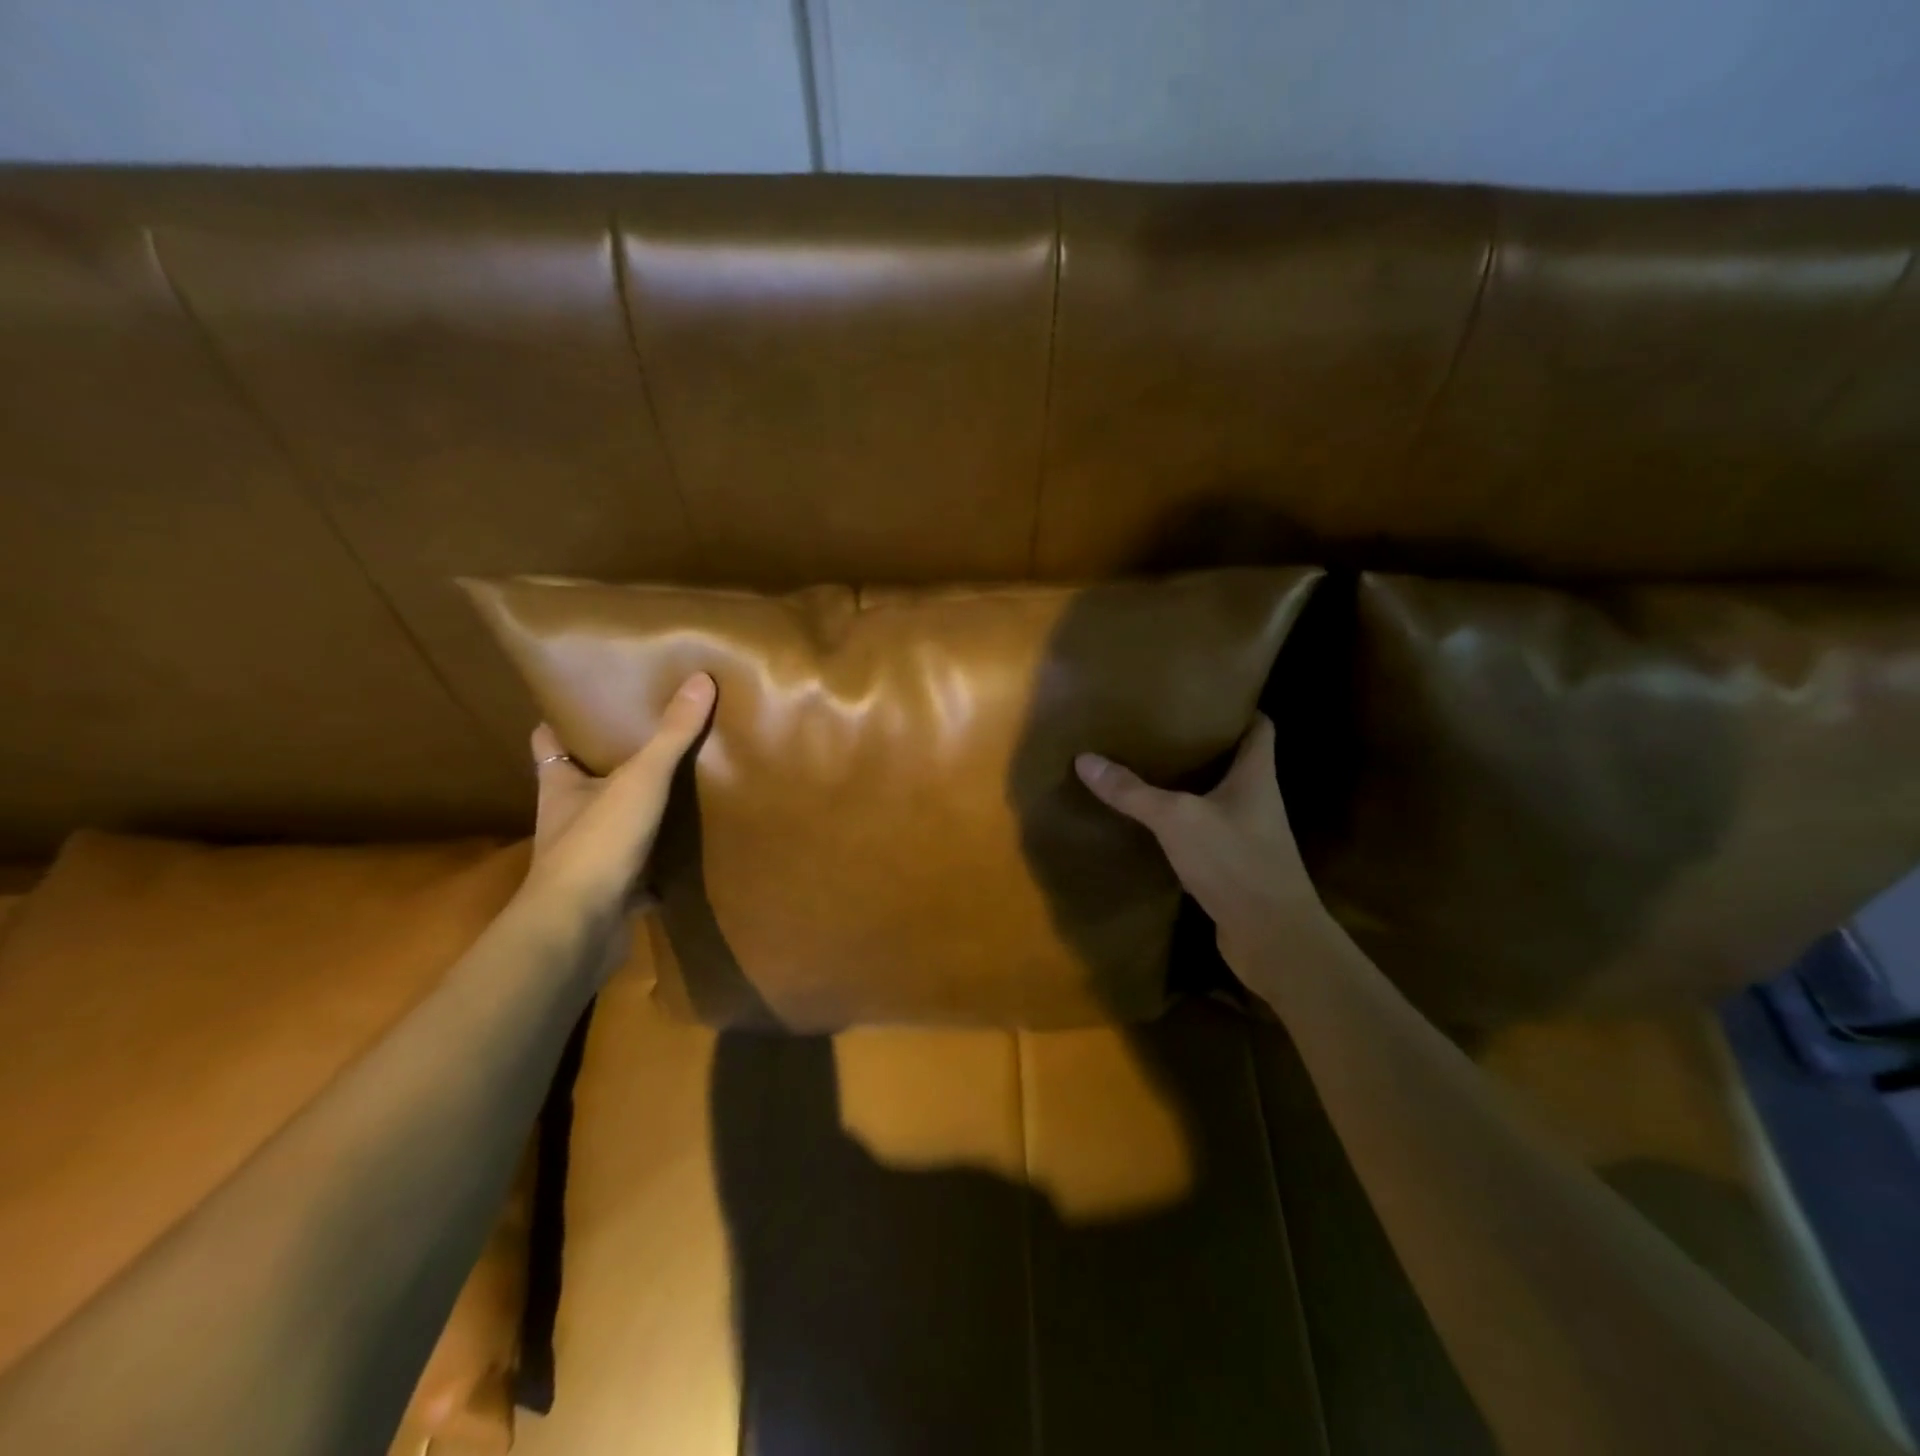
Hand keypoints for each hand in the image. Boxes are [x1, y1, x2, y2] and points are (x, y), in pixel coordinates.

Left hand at [525, 672, 716, 919]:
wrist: (579, 930)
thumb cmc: (597, 844)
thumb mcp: (640, 780)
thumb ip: (670, 735)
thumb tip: (701, 679)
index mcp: (560, 787)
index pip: (548, 742)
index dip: (561, 720)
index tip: (587, 699)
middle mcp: (568, 820)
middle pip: (583, 782)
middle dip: (610, 763)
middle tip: (651, 734)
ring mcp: (588, 859)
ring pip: (612, 825)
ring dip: (637, 811)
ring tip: (679, 783)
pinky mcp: (612, 892)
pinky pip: (639, 868)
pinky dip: (659, 860)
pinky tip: (689, 848)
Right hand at [1075, 714, 1330, 968]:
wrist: (1272, 938)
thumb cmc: (1235, 862)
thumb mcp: (1176, 819)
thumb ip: (1132, 791)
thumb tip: (1085, 759)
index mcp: (1256, 776)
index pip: (1260, 726)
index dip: (1240, 707)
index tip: (1205, 695)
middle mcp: (1258, 800)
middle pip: (1236, 760)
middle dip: (1204, 744)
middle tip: (1161, 728)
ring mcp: (1248, 835)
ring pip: (1218, 797)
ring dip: (1191, 784)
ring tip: (1149, 766)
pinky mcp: (1235, 866)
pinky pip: (1206, 831)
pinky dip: (1183, 822)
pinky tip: (1153, 821)